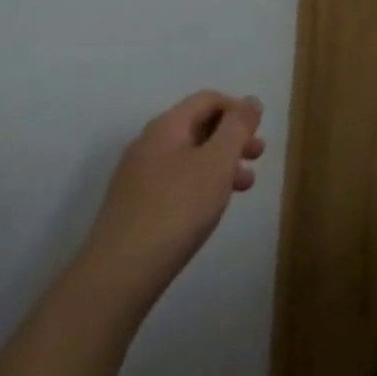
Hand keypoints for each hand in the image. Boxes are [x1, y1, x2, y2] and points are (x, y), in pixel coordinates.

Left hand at [79, 92, 265, 305]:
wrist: (118, 276)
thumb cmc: (177, 209)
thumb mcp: (218, 161)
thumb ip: (237, 127)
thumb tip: (250, 102)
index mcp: (166, 126)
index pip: (208, 99)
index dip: (238, 109)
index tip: (258, 131)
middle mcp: (148, 143)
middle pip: (198, 126)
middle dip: (232, 138)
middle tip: (257, 156)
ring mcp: (137, 177)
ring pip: (188, 156)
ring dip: (220, 163)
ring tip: (243, 186)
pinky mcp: (133, 207)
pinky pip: (175, 181)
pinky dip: (200, 184)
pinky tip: (210, 208)